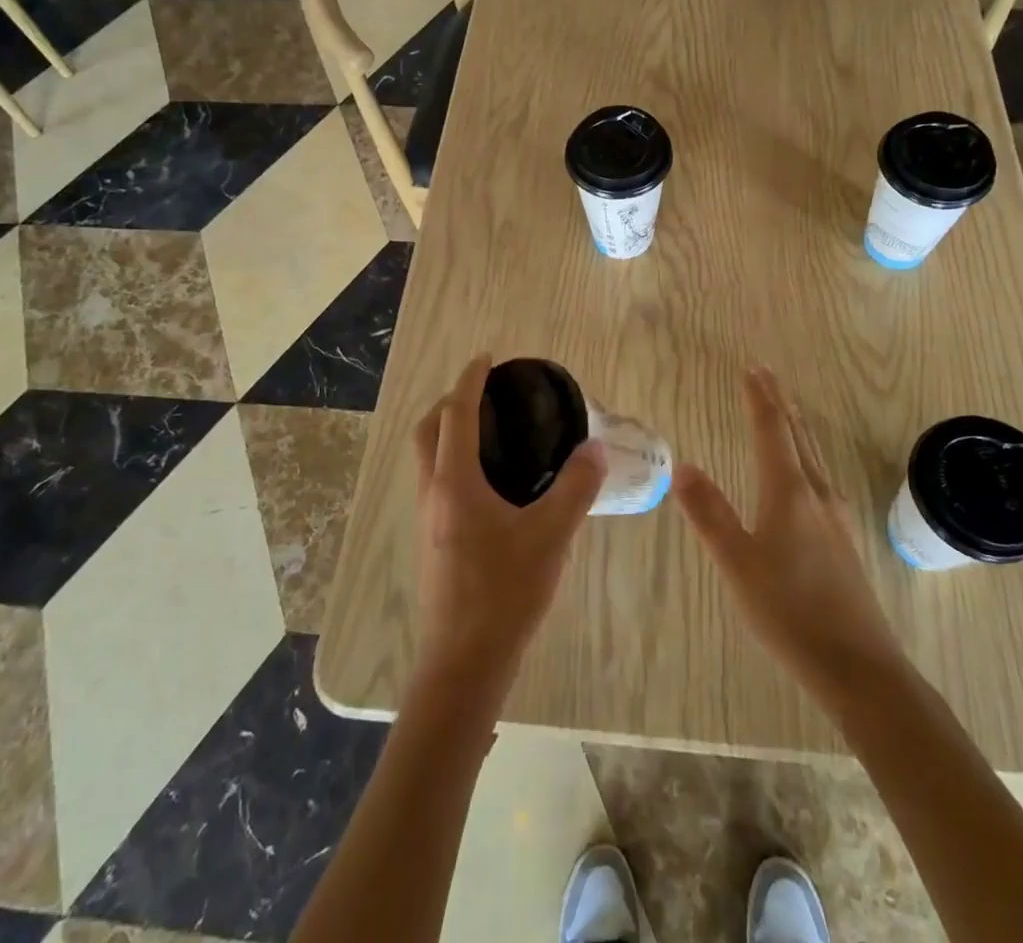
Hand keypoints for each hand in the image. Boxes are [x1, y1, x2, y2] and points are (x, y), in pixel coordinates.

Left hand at [411, 354, 605, 699]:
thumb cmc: (504, 593)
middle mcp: (432, 494)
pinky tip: (492, 483)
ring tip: (493, 432)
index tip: (487, 358)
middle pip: (428, 431)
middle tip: (486, 395)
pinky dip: (455, 462)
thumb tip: (595, 449)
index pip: (456, 414)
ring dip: (449, 433)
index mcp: (454, 483)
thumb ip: (576, 488)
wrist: (463, 664)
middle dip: (450, 403)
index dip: (469, 381)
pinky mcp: (433, 542)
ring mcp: (427, 520)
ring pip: (428, 459)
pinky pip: (437, 483)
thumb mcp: (551, 536)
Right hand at [673, 367, 907, 707]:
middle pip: (797, 435)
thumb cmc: (789, 611)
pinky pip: (820, 476)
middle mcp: (816, 493)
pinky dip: (805, 454)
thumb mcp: (737, 563)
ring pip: (812, 455)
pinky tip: (804, 473)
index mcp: (789, 491)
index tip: (752, 369)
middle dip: (780, 403)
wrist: (859, 666)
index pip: (772, 430)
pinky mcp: (843, 538)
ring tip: (784, 411)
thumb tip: (683, 466)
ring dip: (795, 426)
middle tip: (766, 376)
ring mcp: (835, 515)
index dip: (760, 398)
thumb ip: (709, 513)